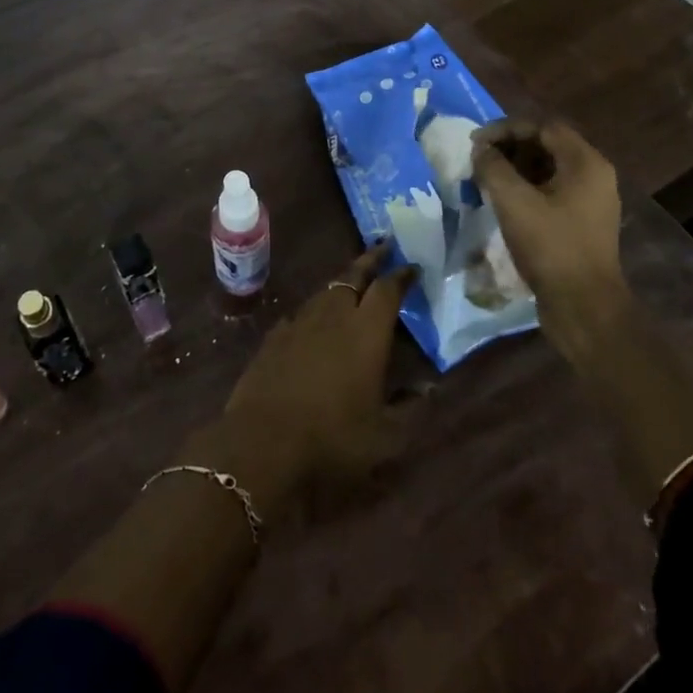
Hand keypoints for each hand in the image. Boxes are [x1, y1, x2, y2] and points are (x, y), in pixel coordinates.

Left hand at [211, 242, 411, 511]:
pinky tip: (314, 321)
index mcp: (366, 332)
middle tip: (384, 248)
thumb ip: (411, 407)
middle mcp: (333, 316)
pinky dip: (314, 310)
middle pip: (353, 275)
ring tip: (353, 283)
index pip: (387, 290)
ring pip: (325, 291)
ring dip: (342, 283)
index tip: (412, 266)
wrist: (262, 444)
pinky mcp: (273, 337)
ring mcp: (299, 323)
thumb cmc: (332, 439)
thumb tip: (430, 387)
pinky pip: (300, 313)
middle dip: (370, 261)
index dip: (401, 276)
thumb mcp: (385, 436)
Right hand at [471, 119, 628, 364]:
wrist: (583, 307)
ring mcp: (590, 200)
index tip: (476, 143)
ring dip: (515, 168)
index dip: (506, 129)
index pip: (543, 127)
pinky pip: (552, 191)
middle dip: (509, 148)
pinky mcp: (582, 222)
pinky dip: (526, 188)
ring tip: (485, 179)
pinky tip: (502, 202)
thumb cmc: (550, 247)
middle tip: (478, 160)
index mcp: (585, 163)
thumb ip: (493, 168)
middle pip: (547, 145)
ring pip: (548, 169)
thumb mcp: (514, 202)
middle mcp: (594, 175)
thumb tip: (481, 149)